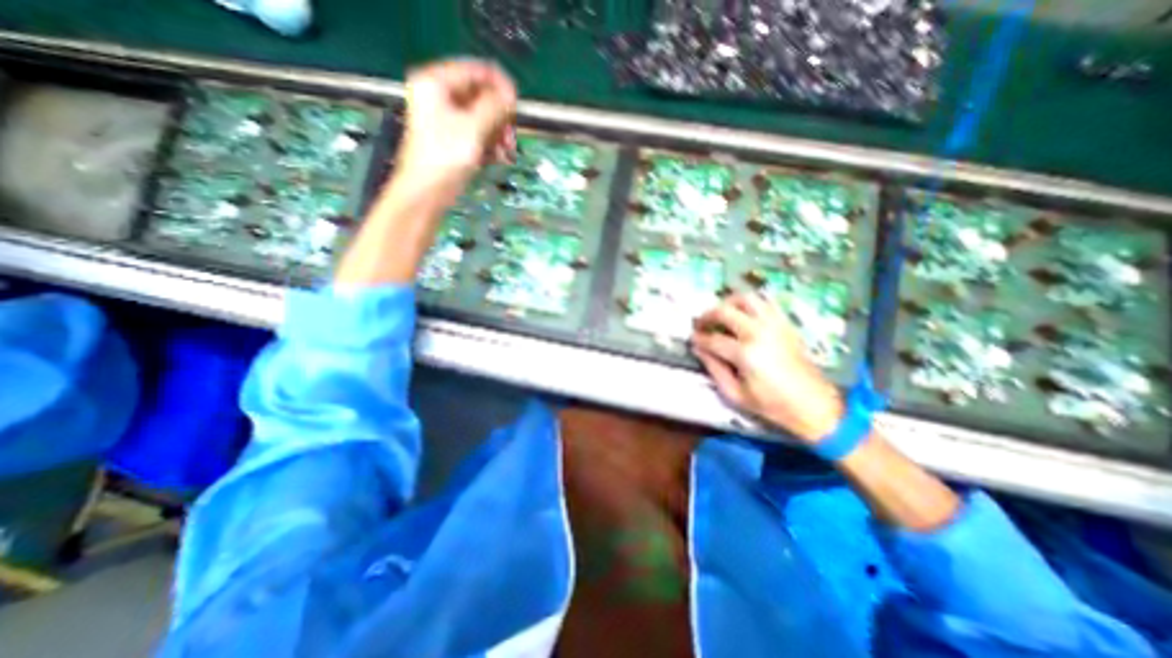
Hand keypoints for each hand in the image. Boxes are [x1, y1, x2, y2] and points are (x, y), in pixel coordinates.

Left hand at [394, 59, 516, 195]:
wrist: (427, 193)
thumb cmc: (445, 158)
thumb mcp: (473, 128)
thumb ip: (494, 107)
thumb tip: (511, 94)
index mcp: (437, 83)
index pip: (476, 71)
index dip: (500, 86)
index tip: (517, 105)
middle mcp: (441, 96)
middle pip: (481, 96)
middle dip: (500, 117)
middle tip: (511, 135)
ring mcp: (447, 119)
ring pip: (483, 117)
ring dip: (499, 133)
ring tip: (507, 152)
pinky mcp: (454, 140)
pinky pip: (478, 133)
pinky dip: (490, 144)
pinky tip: (498, 157)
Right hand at [688, 294, 841, 441]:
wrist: (814, 405)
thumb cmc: (771, 404)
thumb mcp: (735, 394)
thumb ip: (714, 369)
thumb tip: (700, 350)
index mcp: (745, 353)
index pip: (713, 339)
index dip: (698, 339)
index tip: (692, 340)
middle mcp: (758, 332)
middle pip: (725, 311)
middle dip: (707, 316)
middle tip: (701, 324)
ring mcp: (774, 325)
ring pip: (745, 299)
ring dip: (728, 303)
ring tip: (721, 314)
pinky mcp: (786, 324)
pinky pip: (765, 303)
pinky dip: (749, 304)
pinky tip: (743, 314)